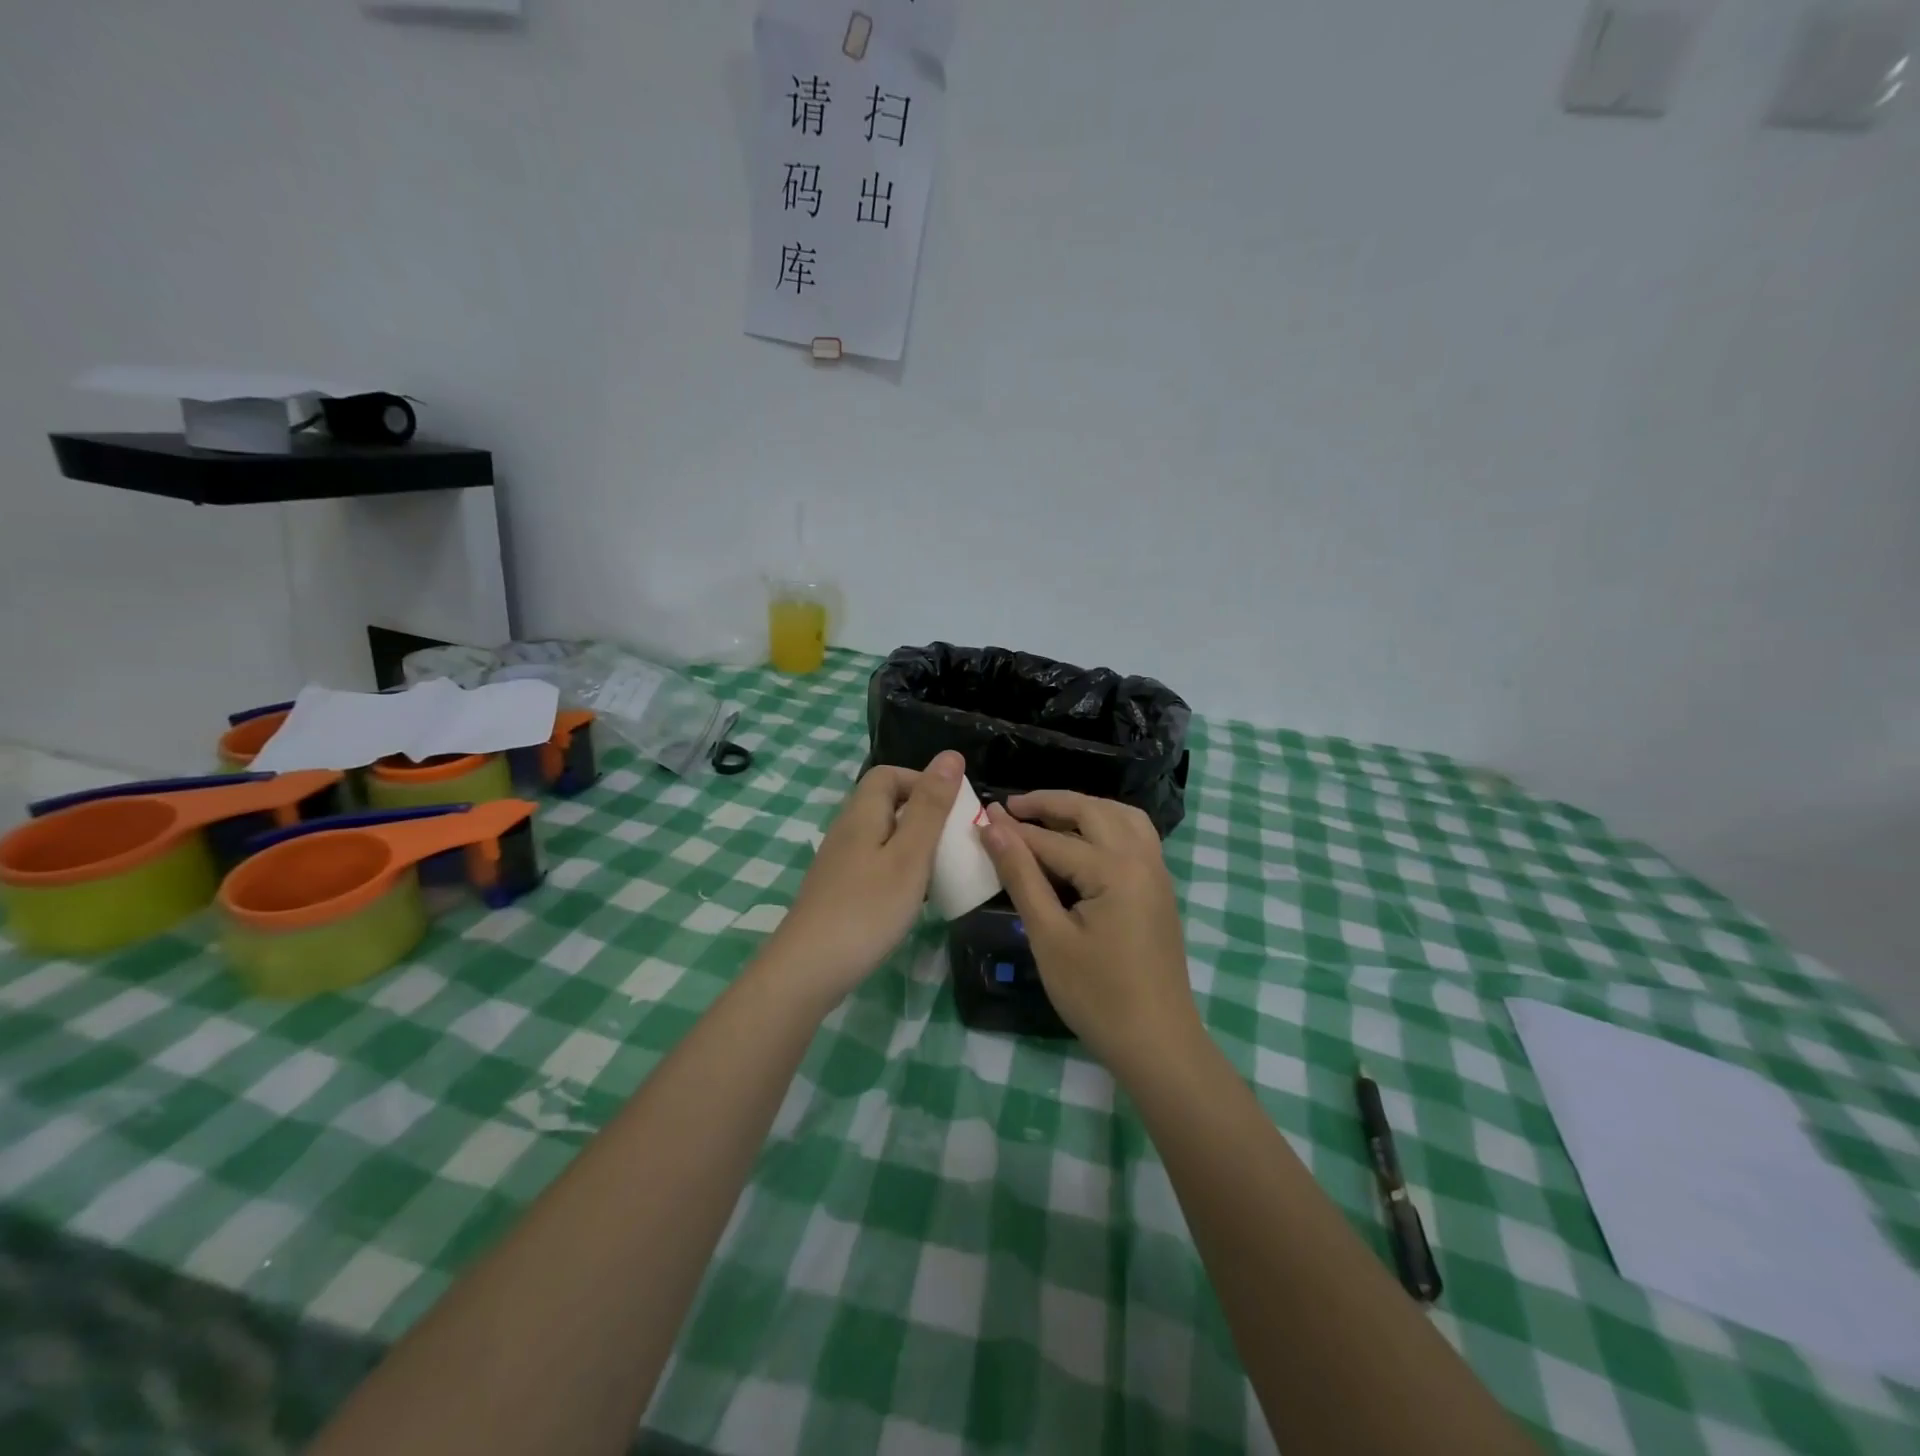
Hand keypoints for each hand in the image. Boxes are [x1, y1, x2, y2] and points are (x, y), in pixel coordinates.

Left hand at [764, 750, 964, 1008]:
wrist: (809, 969)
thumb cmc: (867, 908)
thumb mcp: (910, 855)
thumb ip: (931, 806)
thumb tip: (950, 755)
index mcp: (862, 813)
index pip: (888, 774)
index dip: (922, 780)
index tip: (952, 808)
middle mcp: (847, 830)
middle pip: (886, 804)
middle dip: (923, 814)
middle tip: (954, 841)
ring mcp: (840, 862)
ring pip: (883, 836)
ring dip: (914, 844)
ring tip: (941, 869)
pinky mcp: (839, 890)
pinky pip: (875, 864)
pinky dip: (900, 870)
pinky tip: (914, 897)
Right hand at [979, 790, 1200, 1068]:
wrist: (1157, 1043)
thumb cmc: (1096, 996)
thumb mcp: (1049, 936)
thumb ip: (1022, 876)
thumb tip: (993, 827)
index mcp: (1114, 869)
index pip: (1052, 840)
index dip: (1013, 829)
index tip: (980, 815)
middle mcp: (1142, 858)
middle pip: (1092, 811)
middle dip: (1050, 804)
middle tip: (1011, 807)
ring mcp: (1157, 872)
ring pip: (1121, 816)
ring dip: (1084, 808)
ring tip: (1048, 816)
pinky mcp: (1160, 888)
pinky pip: (1136, 835)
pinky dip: (1108, 824)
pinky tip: (1085, 840)